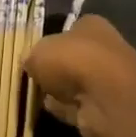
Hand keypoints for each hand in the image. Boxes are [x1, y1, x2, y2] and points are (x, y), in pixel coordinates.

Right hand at [22, 16, 135, 136]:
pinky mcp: (103, 106)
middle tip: (30, 79)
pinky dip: (64, 109)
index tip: (31, 57)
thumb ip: (31, 56)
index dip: (48, 44)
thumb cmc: (73, 62)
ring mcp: (104, 80)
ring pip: (72, 85)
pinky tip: (50, 110)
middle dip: (52, 71)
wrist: (106, 98)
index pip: (66, 32)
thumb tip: (28, 63)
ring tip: (34, 97)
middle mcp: (101, 50)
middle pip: (69, 60)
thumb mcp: (38, 52)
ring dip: (57, 92)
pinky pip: (76, 106)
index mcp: (90, 26)